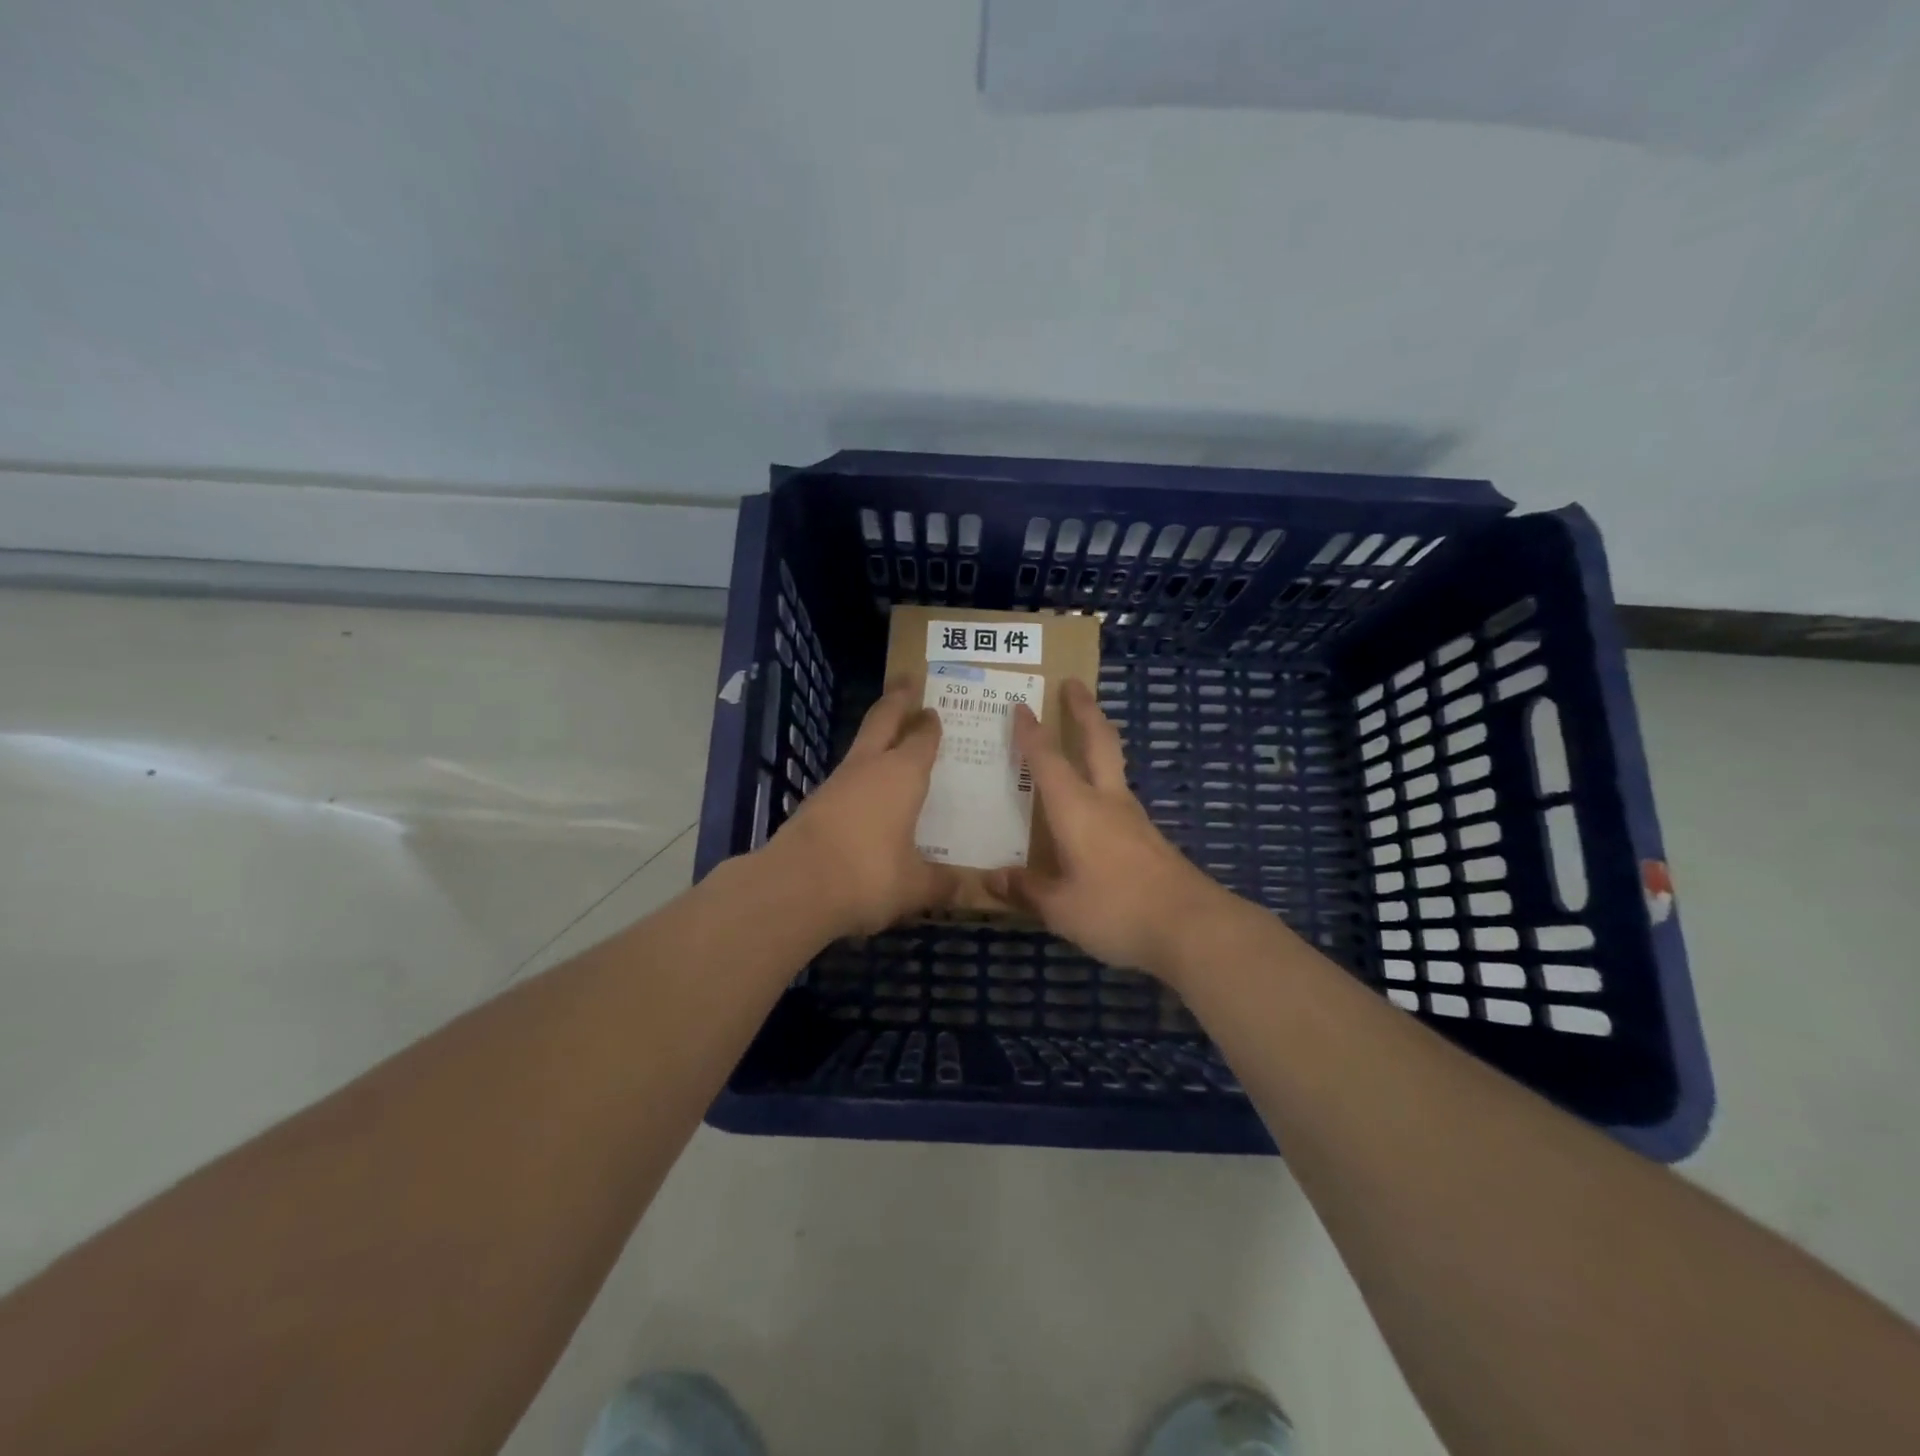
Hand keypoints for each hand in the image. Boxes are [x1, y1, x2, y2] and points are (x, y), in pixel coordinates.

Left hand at [765, 681, 953, 937]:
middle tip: (906, 680)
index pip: (922, 739)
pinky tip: (867, 792)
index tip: (934, 711)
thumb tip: (970, 890)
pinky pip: (846, 777)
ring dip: (876, 736)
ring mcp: (837, 782)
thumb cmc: (868, 875)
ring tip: (890, 738)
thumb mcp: (915, 886)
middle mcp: (870, 768)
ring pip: (861, 746)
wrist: (795, 886)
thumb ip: (942, 884)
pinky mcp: (815, 803)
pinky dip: (861, 774)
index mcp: (903, 775)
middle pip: (883, 720)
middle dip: (896, 699)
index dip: (930, 725)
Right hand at [988, 678, 1235, 979]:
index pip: (1048, 760)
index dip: (1032, 733)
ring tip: (1084, 736)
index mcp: (1077, 809)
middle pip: (1098, 741)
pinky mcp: (1151, 839)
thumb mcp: (1061, 908)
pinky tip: (1097, 806)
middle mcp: (1107, 802)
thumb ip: (1027, 890)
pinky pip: (1120, 798)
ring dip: (1099, 741)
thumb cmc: (1117, 910)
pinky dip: (1105, 782)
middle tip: (1074, 683)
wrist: (1193, 928)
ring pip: (1115, 765)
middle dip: (1084, 710)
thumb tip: (992, 879)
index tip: (1020, 706)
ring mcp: (1134, 819)